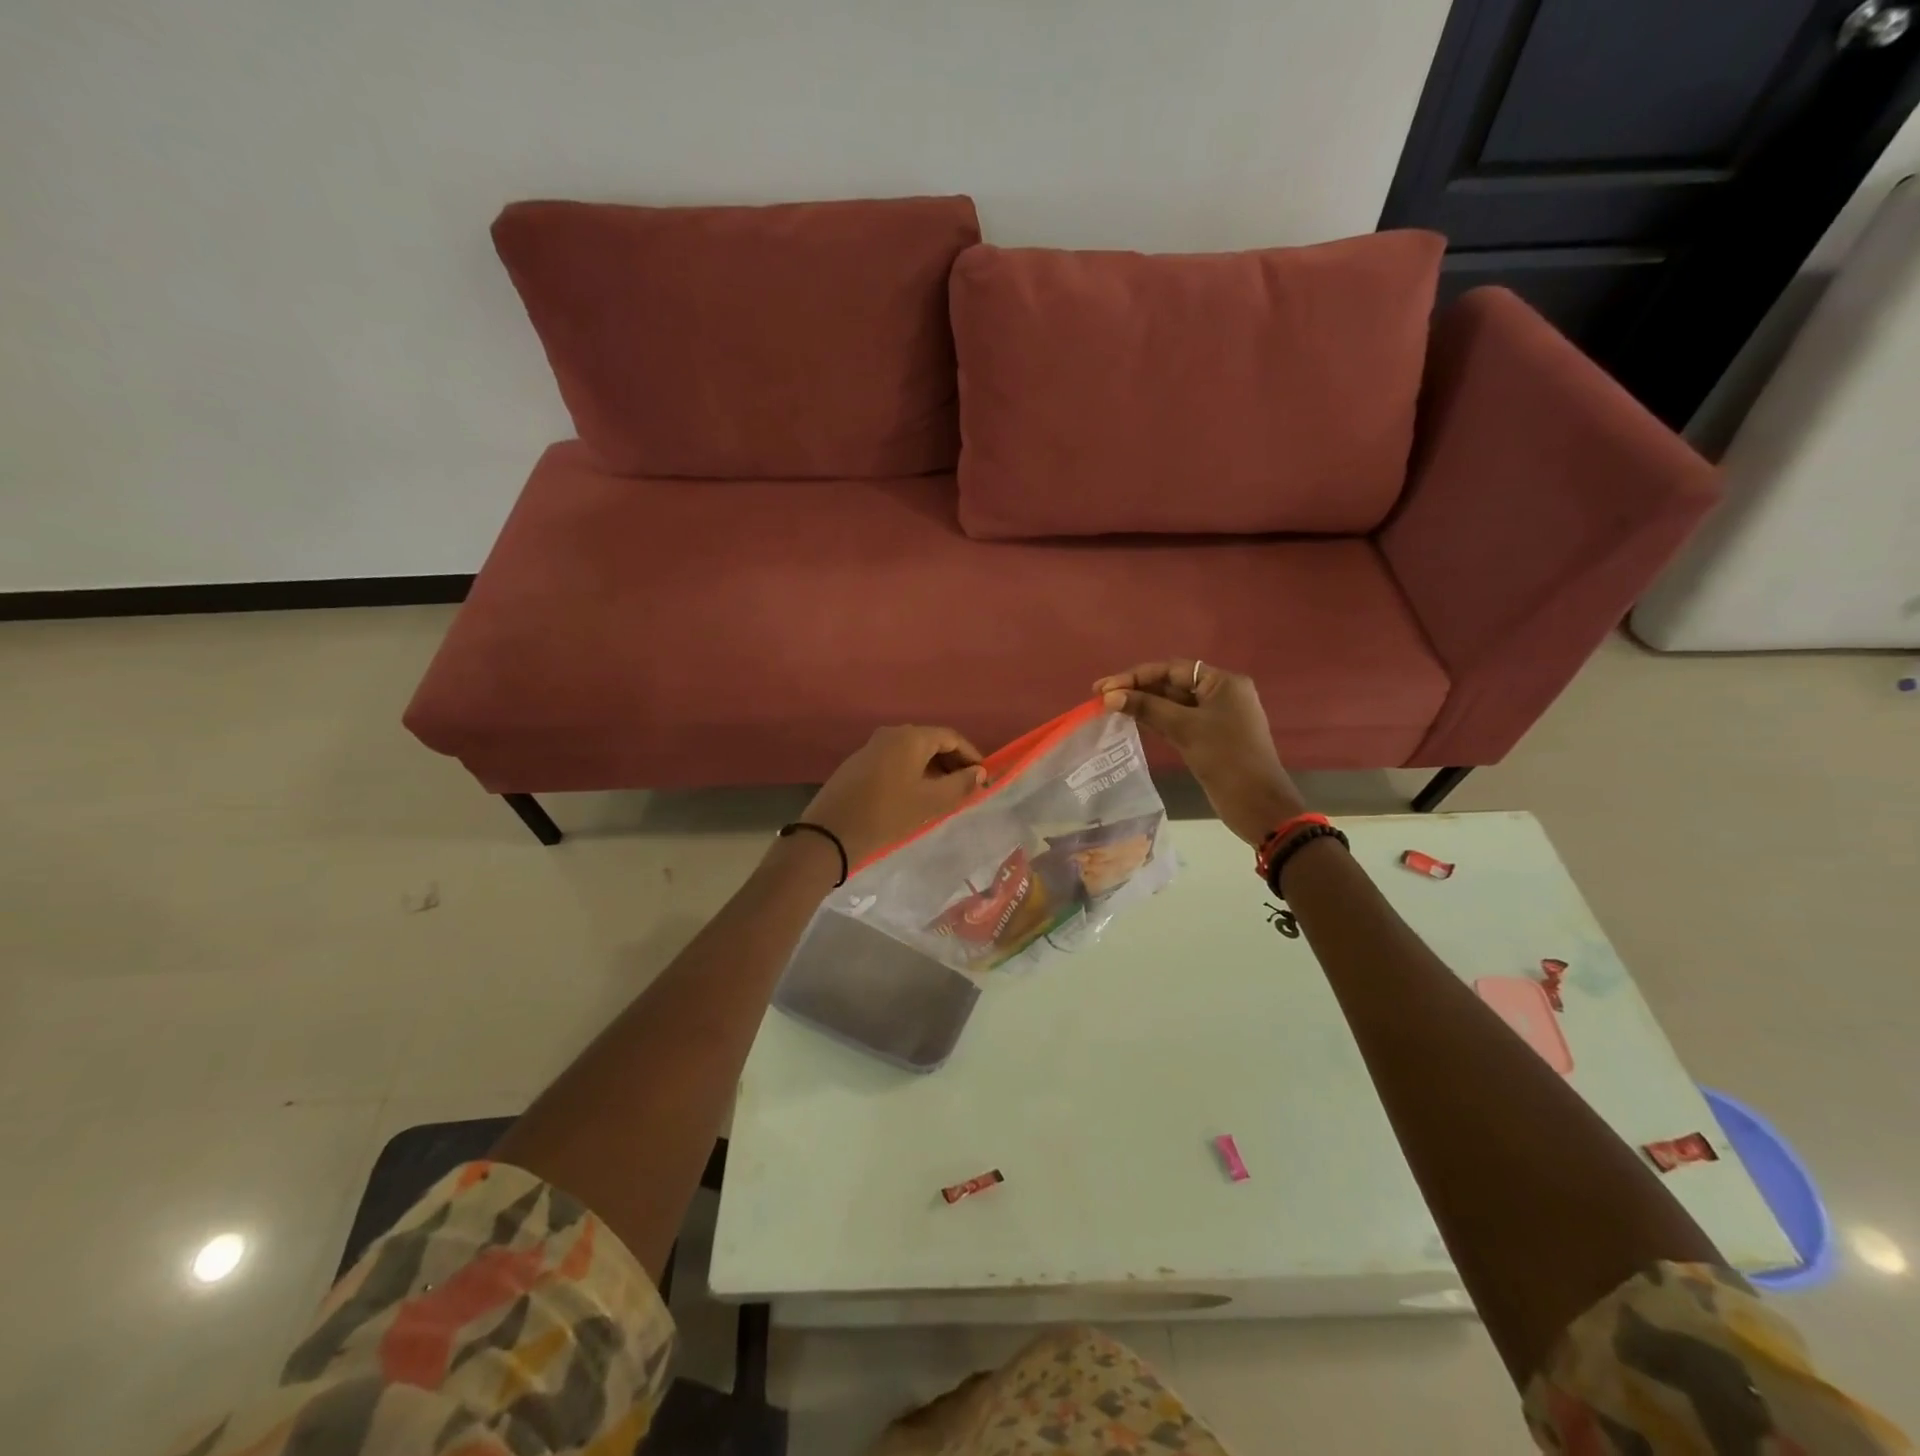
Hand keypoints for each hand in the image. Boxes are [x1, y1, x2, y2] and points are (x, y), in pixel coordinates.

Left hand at [802, 726, 987, 867]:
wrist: (829, 833)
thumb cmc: (886, 815)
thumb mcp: (930, 803)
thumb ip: (960, 785)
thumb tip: (980, 773)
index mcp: (911, 737)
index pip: (951, 737)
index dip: (971, 756)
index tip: (984, 778)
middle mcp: (891, 734)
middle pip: (931, 741)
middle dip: (953, 762)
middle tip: (967, 788)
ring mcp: (872, 747)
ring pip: (913, 752)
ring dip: (933, 769)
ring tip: (946, 795)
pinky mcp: (859, 763)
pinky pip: (896, 760)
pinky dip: (913, 772)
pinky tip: (917, 795)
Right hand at [1093, 661, 1304, 845]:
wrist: (1257, 804)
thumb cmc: (1225, 758)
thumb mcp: (1185, 728)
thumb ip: (1147, 708)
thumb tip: (1110, 696)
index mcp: (1223, 683)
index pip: (1173, 669)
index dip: (1136, 676)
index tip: (1105, 687)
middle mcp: (1220, 694)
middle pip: (1172, 684)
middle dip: (1138, 689)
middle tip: (1100, 697)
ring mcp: (1215, 717)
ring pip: (1173, 704)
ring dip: (1143, 705)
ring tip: (1109, 708)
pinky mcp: (1209, 738)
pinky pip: (1177, 721)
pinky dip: (1155, 720)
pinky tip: (1131, 721)